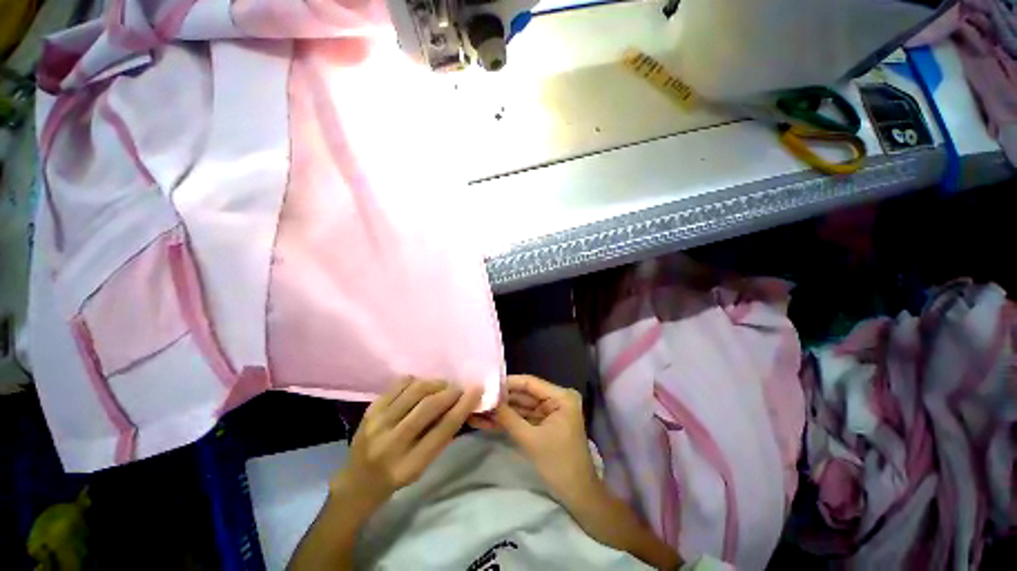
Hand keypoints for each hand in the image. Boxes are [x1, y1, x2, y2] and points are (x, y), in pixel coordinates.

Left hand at [331, 378, 480, 514]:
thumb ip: (442, 435)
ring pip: (415, 390)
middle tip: (459, 388)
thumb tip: (461, 404)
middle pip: (429, 406)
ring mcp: (377, 423)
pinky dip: (417, 380)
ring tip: (442, 386)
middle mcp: (391, 443)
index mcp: (409, 465)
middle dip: (450, 392)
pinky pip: (400, 383)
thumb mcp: (424, 465)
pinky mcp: (370, 409)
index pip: (443, 429)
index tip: (477, 390)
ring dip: (435, 383)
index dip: (463, 406)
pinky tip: (422, 387)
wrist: (357, 482)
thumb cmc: (398, 477)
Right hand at [470, 375, 597, 504]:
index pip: (530, 383)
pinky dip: (508, 421)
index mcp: (561, 397)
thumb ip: (508, 418)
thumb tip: (487, 401)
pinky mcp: (544, 424)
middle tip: (477, 398)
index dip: (507, 383)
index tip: (486, 383)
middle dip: (501, 399)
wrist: (577, 496)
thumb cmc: (559, 465)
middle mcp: (556, 399)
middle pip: (524, 394)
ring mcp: (550, 412)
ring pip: (521, 407)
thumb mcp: (531, 440)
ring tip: (477, 410)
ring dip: (501, 411)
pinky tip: (487, 421)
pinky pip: (524, 418)